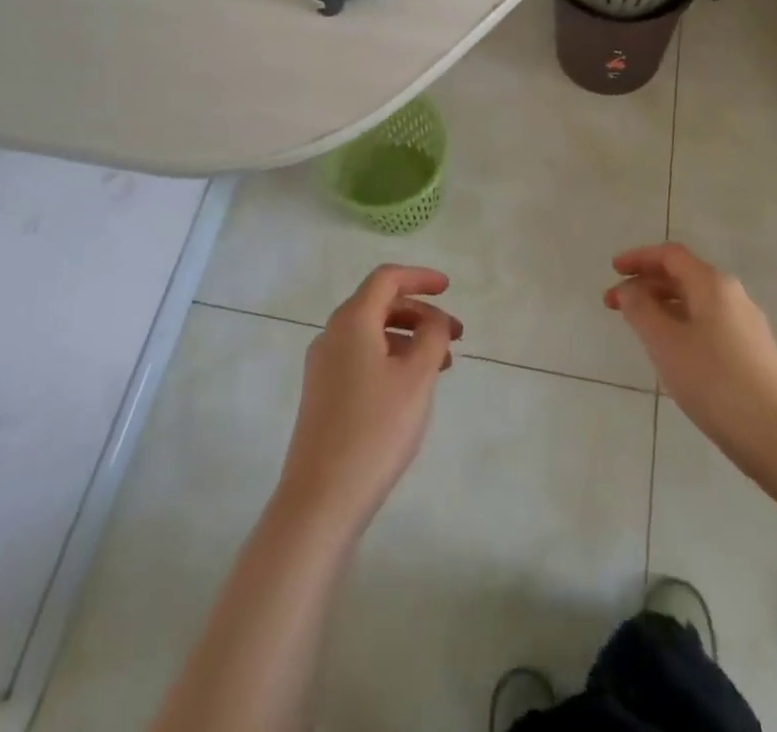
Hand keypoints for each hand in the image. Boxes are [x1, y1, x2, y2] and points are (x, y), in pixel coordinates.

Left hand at [276, 265, 461, 532]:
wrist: (321, 499)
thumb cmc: (376, 429)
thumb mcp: (417, 377)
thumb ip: (432, 337)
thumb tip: (435, 320)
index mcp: (352, 321)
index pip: (387, 279)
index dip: (420, 278)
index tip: (449, 289)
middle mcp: (332, 334)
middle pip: (379, 304)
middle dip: (420, 313)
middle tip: (455, 335)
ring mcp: (323, 366)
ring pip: (371, 333)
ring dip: (408, 338)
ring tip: (442, 365)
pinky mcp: (322, 394)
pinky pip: (361, 357)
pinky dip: (391, 358)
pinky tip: (411, 387)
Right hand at [605, 243, 776, 482]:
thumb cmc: (714, 382)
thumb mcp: (665, 343)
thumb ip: (640, 309)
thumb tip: (629, 289)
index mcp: (712, 284)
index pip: (670, 255)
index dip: (638, 258)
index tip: (612, 270)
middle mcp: (733, 295)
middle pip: (683, 275)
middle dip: (646, 284)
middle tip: (615, 304)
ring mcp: (747, 324)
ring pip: (697, 301)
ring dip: (663, 306)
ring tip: (639, 329)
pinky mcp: (754, 352)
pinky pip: (709, 323)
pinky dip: (682, 324)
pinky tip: (673, 352)